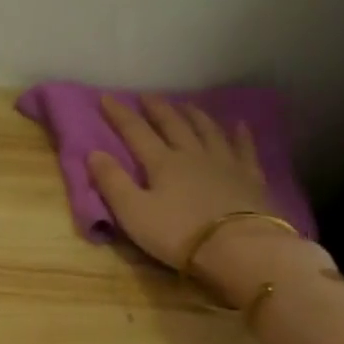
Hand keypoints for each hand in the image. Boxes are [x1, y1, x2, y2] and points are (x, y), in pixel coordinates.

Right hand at [87, 94, 323, 304]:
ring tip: (185, 104)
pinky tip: (239, 124)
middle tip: (147, 96)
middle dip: (157, 109)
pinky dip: (240, 135)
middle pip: (173, 125)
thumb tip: (93, 153)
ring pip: (207, 131)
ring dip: (194, 115)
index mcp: (162, 163)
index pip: (136, 132)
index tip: (106, 98)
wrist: (238, 247)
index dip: (120, 115)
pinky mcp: (250, 178)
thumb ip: (112, 183)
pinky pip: (244, 149)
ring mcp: (224, 163)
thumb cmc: (179, 233)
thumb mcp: (134, 213)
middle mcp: (192, 154)